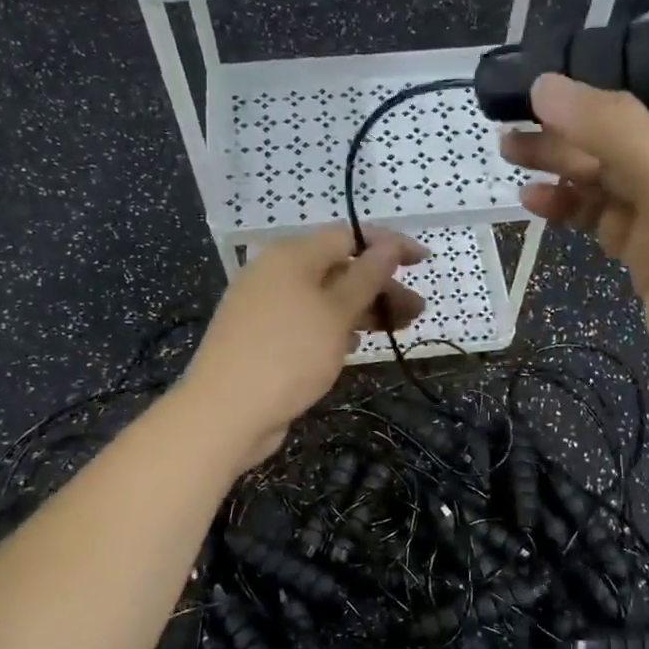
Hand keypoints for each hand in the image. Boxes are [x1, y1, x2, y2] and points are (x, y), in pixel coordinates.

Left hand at [184, 226, 426, 466]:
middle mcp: (276, 272)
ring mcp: (266, 305)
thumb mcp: (336, 313)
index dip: (389, 246)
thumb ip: (367, 277)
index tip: (423, 261)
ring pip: (325, 297)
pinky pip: (308, 320)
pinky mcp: (263, 336)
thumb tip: (389, 244)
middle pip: (338, 268)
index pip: (349, 237)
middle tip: (416, 311)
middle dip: (380, 286)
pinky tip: (356, 343)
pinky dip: (335, 326)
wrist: (224, 412)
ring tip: (397, 329)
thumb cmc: (288, 354)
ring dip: (363, 308)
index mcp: (292, 255)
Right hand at [500, 70, 648, 427]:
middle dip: (579, 114)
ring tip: (509, 148)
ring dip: (563, 159)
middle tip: (516, 109)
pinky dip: (570, 206)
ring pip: (612, 169)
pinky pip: (603, 215)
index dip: (628, 54)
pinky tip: (534, 200)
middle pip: (636, 120)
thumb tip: (546, 85)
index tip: (569, 51)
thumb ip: (616, 132)